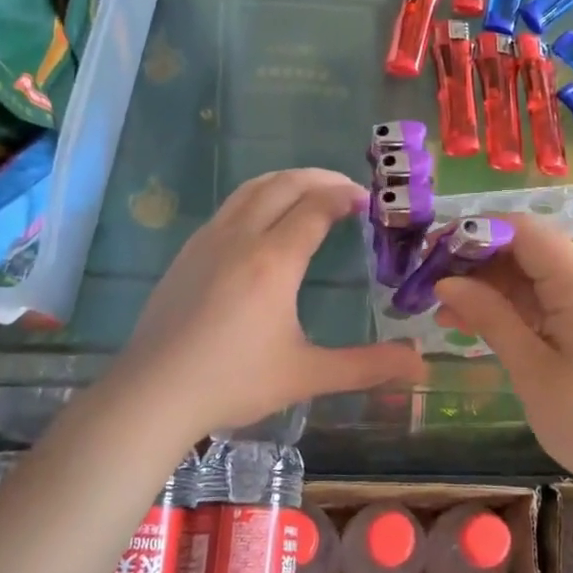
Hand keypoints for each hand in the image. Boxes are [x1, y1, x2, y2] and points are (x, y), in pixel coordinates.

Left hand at [109, 169, 425, 440]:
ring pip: (252, 189)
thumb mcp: (307, 375)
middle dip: (321, 178)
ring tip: (310, 193)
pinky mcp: (187, 252)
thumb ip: (367, 366)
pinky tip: (264, 224)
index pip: (316, 206)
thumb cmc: (233, 382)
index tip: (369, 202)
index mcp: (274, 260)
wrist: (152, 394)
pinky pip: (230, 206)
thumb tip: (419, 362)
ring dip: (287, 181)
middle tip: (348, 190)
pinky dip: (259, 197)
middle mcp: (241, 237)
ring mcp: (208, 240)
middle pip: (284, 184)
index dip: (345, 196)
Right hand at [432, 216, 572, 486]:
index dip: (474, 233)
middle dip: (479, 264)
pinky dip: (520, 306)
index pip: (523, 230)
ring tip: (448, 316)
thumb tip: (445, 283)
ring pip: (540, 274)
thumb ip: (490, 316)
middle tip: (432, 291)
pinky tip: (484, 325)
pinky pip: (556, 296)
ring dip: (495, 289)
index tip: (432, 254)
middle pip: (531, 249)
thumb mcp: (532, 369)